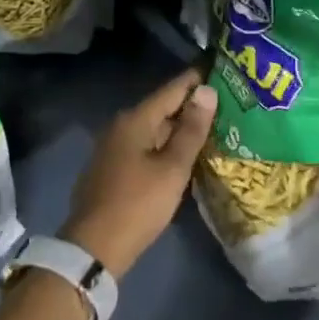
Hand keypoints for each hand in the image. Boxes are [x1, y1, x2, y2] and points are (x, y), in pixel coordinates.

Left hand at [62, 71, 216, 279]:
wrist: (93, 249)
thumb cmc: (138, 204)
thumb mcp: (172, 168)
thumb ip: (191, 129)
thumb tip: (207, 90)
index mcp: (135, 119)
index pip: (172, 89)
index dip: (196, 79)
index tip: (221, 70)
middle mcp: (121, 125)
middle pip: (162, 108)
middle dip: (191, 105)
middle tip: (225, 102)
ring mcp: (113, 147)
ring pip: (153, 129)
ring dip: (179, 128)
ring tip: (211, 127)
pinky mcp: (112, 168)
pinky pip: (145, 146)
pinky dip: (165, 145)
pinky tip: (183, 154)